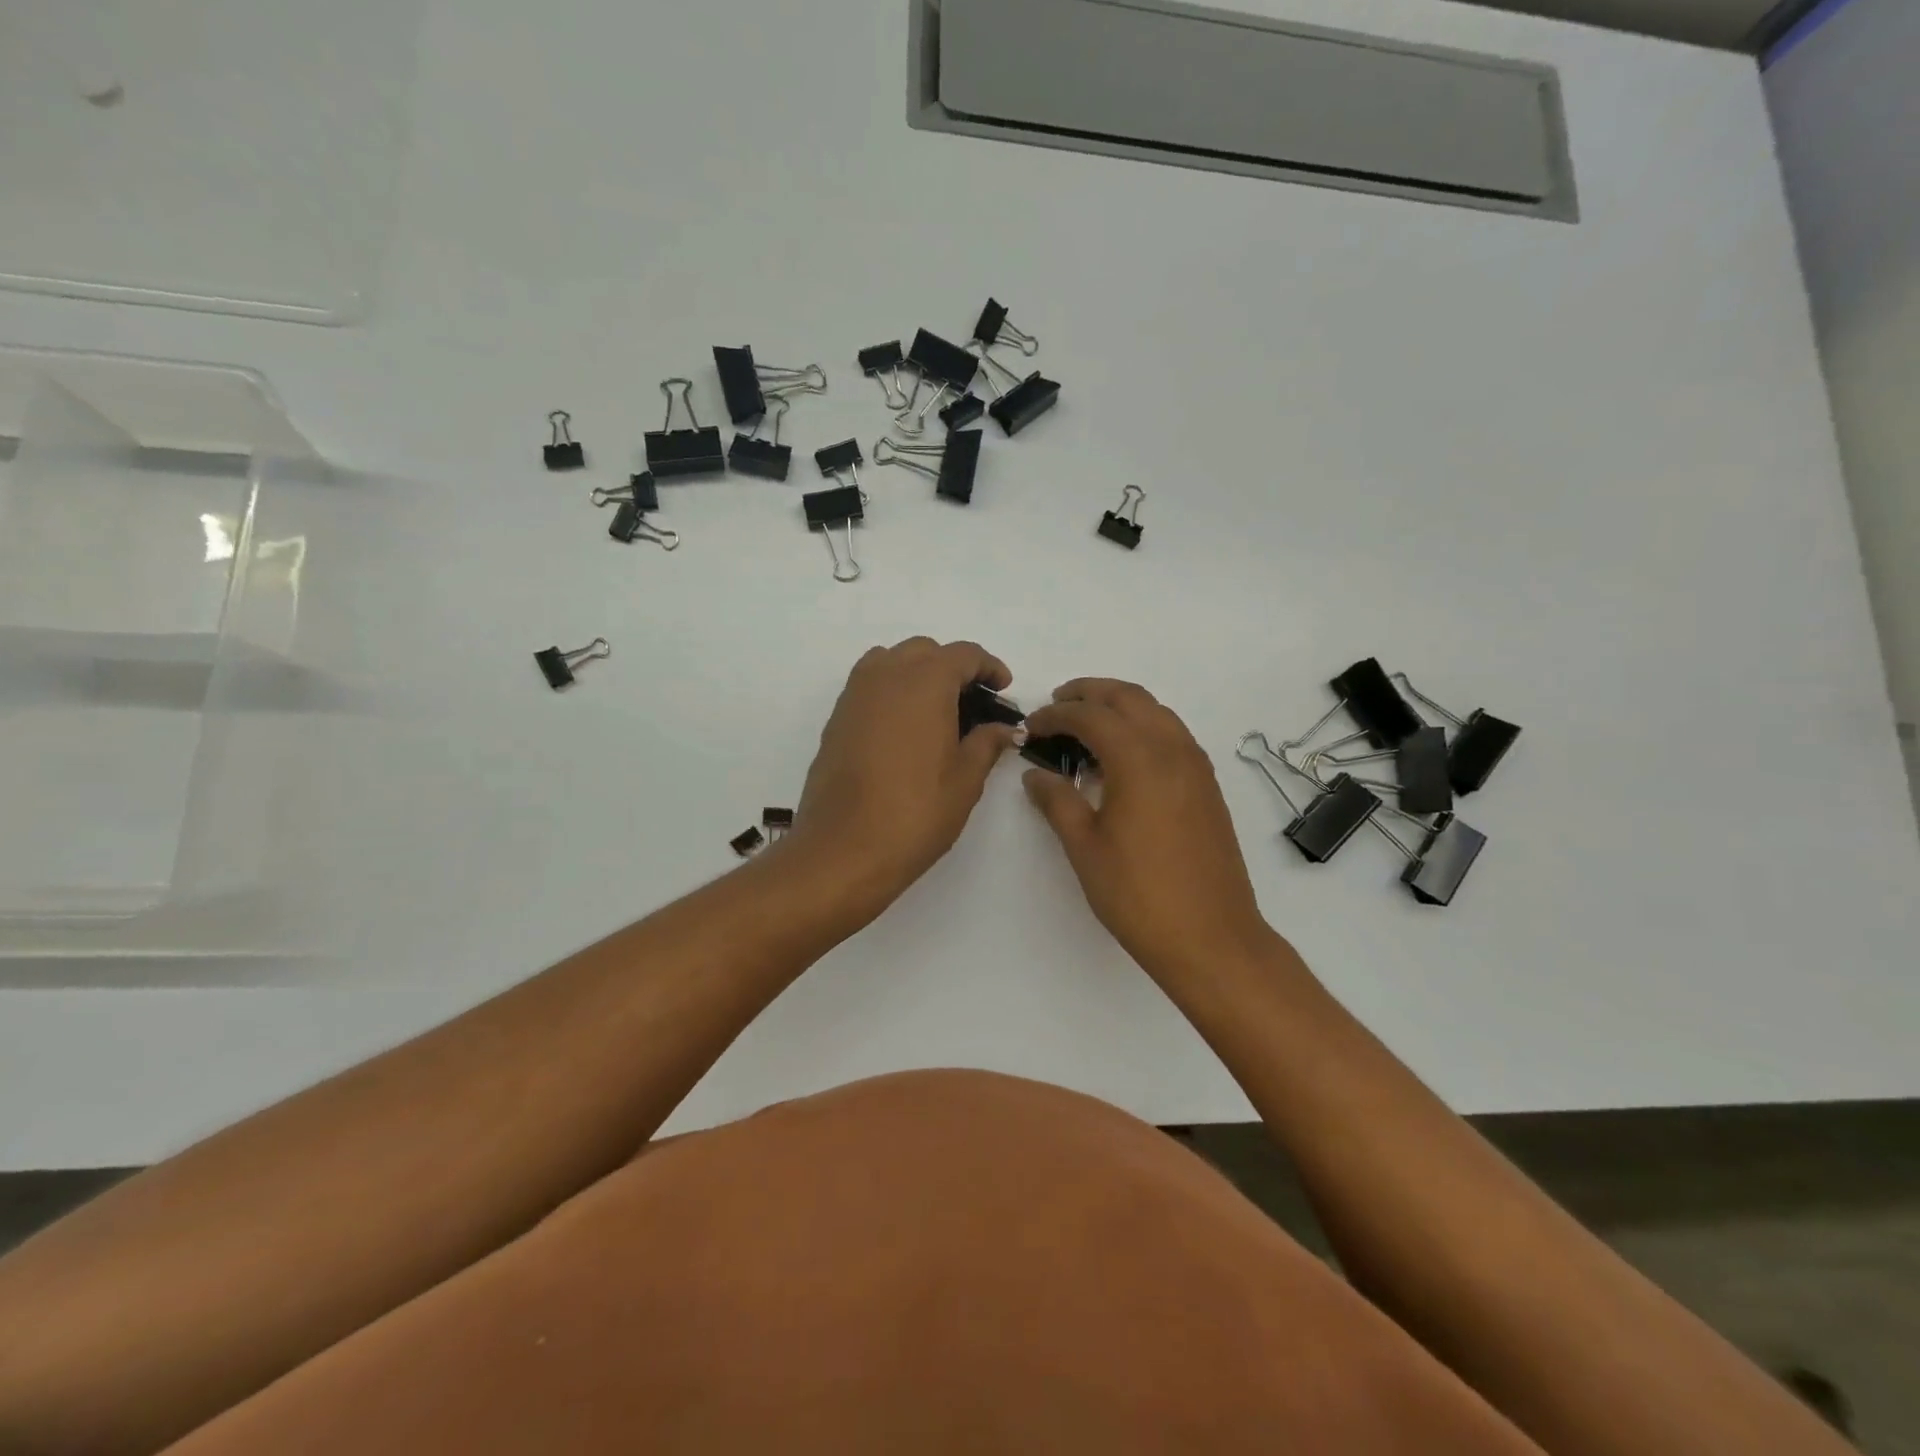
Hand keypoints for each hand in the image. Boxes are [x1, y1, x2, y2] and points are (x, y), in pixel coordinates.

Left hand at [785, 638, 1020, 914]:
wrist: (843, 849)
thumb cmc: (915, 814)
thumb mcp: (964, 780)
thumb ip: (986, 743)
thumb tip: (1004, 728)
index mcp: (924, 682)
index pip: (963, 654)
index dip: (988, 666)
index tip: (1003, 688)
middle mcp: (886, 676)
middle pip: (924, 651)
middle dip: (953, 667)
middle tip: (973, 702)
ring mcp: (855, 695)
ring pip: (891, 661)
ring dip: (917, 673)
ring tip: (937, 710)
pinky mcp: (837, 718)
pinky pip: (869, 685)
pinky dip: (892, 690)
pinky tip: (905, 729)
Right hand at [1022, 679, 1274, 979]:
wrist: (1211, 937)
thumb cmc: (1139, 894)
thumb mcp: (1085, 847)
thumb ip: (1057, 801)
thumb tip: (1035, 774)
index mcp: (1139, 759)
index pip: (1091, 716)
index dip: (1056, 715)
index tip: (1031, 726)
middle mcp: (1173, 750)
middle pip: (1129, 698)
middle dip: (1089, 693)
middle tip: (1057, 704)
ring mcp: (1197, 766)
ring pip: (1156, 712)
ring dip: (1119, 707)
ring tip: (1087, 725)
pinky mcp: (1207, 786)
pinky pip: (1172, 735)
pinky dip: (1143, 728)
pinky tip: (1123, 758)